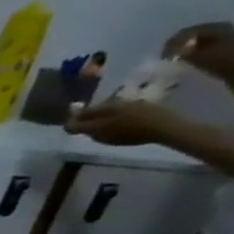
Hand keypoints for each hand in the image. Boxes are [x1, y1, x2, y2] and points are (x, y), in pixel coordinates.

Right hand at [65, 98, 184, 147]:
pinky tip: (121, 127)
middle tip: (84, 129)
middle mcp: (118, 102)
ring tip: (102, 129)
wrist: (166, 126)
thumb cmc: (129, 131)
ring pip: (112, 111)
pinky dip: (118, 120)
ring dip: (104, 118)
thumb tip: (66, 125)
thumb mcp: (100, 131)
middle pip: (98, 110)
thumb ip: (81, 128)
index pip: (82, 112)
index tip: (69, 130)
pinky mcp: (147, 109)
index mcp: (104, 107)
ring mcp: (134, 104)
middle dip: (89, 118)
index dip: (74, 121)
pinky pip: (125, 114)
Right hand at [163, 21, 233, 80]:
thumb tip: (168, 52)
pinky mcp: (221, 43)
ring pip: (194, 39)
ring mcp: (222, 34)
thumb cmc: (221, 62)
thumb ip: (181, 52)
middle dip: (176, 45)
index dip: (172, 44)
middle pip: (190, 34)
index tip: (163, 56)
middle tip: (166, 57)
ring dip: (182, 48)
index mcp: (216, 27)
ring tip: (174, 58)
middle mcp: (220, 27)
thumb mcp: (198, 56)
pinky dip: (189, 50)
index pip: (186, 32)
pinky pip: (200, 43)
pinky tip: (184, 58)